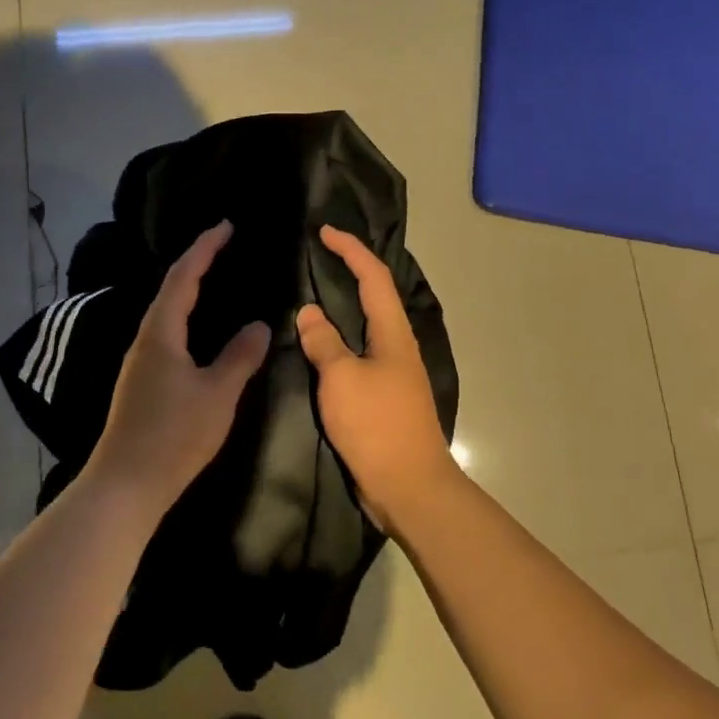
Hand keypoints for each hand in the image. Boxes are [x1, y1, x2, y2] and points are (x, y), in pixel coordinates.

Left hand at [85, 221, 271, 520]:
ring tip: (216, 279)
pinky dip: (185, 316)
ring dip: (189, 289)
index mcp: (160, 332)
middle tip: (224, 246)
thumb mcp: (217, 394)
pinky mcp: (141, 381)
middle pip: (170, 289)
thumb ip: (239, 356)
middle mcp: (145, 338)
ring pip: (166, 312)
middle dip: (196, 262)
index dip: (204, 248)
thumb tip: (258, 323)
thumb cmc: (173, 435)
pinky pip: (166, 332)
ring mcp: (140, 361)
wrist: (126, 484)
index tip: (225, 225)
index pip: (183, 276)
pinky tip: (199, 331)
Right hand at [297, 225, 458, 534]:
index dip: (351, 250)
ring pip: (365, 326)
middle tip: (314, 258)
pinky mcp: (382, 396)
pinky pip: (357, 353)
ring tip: (309, 294)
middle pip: (374, 296)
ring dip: (342, 306)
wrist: (409, 487)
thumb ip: (323, 342)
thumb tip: (309, 312)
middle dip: (348, 271)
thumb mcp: (341, 378)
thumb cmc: (376, 425)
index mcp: (392, 333)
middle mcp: (397, 346)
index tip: (325, 232)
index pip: (373, 277)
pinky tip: (316, 345)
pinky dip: (337, 338)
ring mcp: (392, 372)